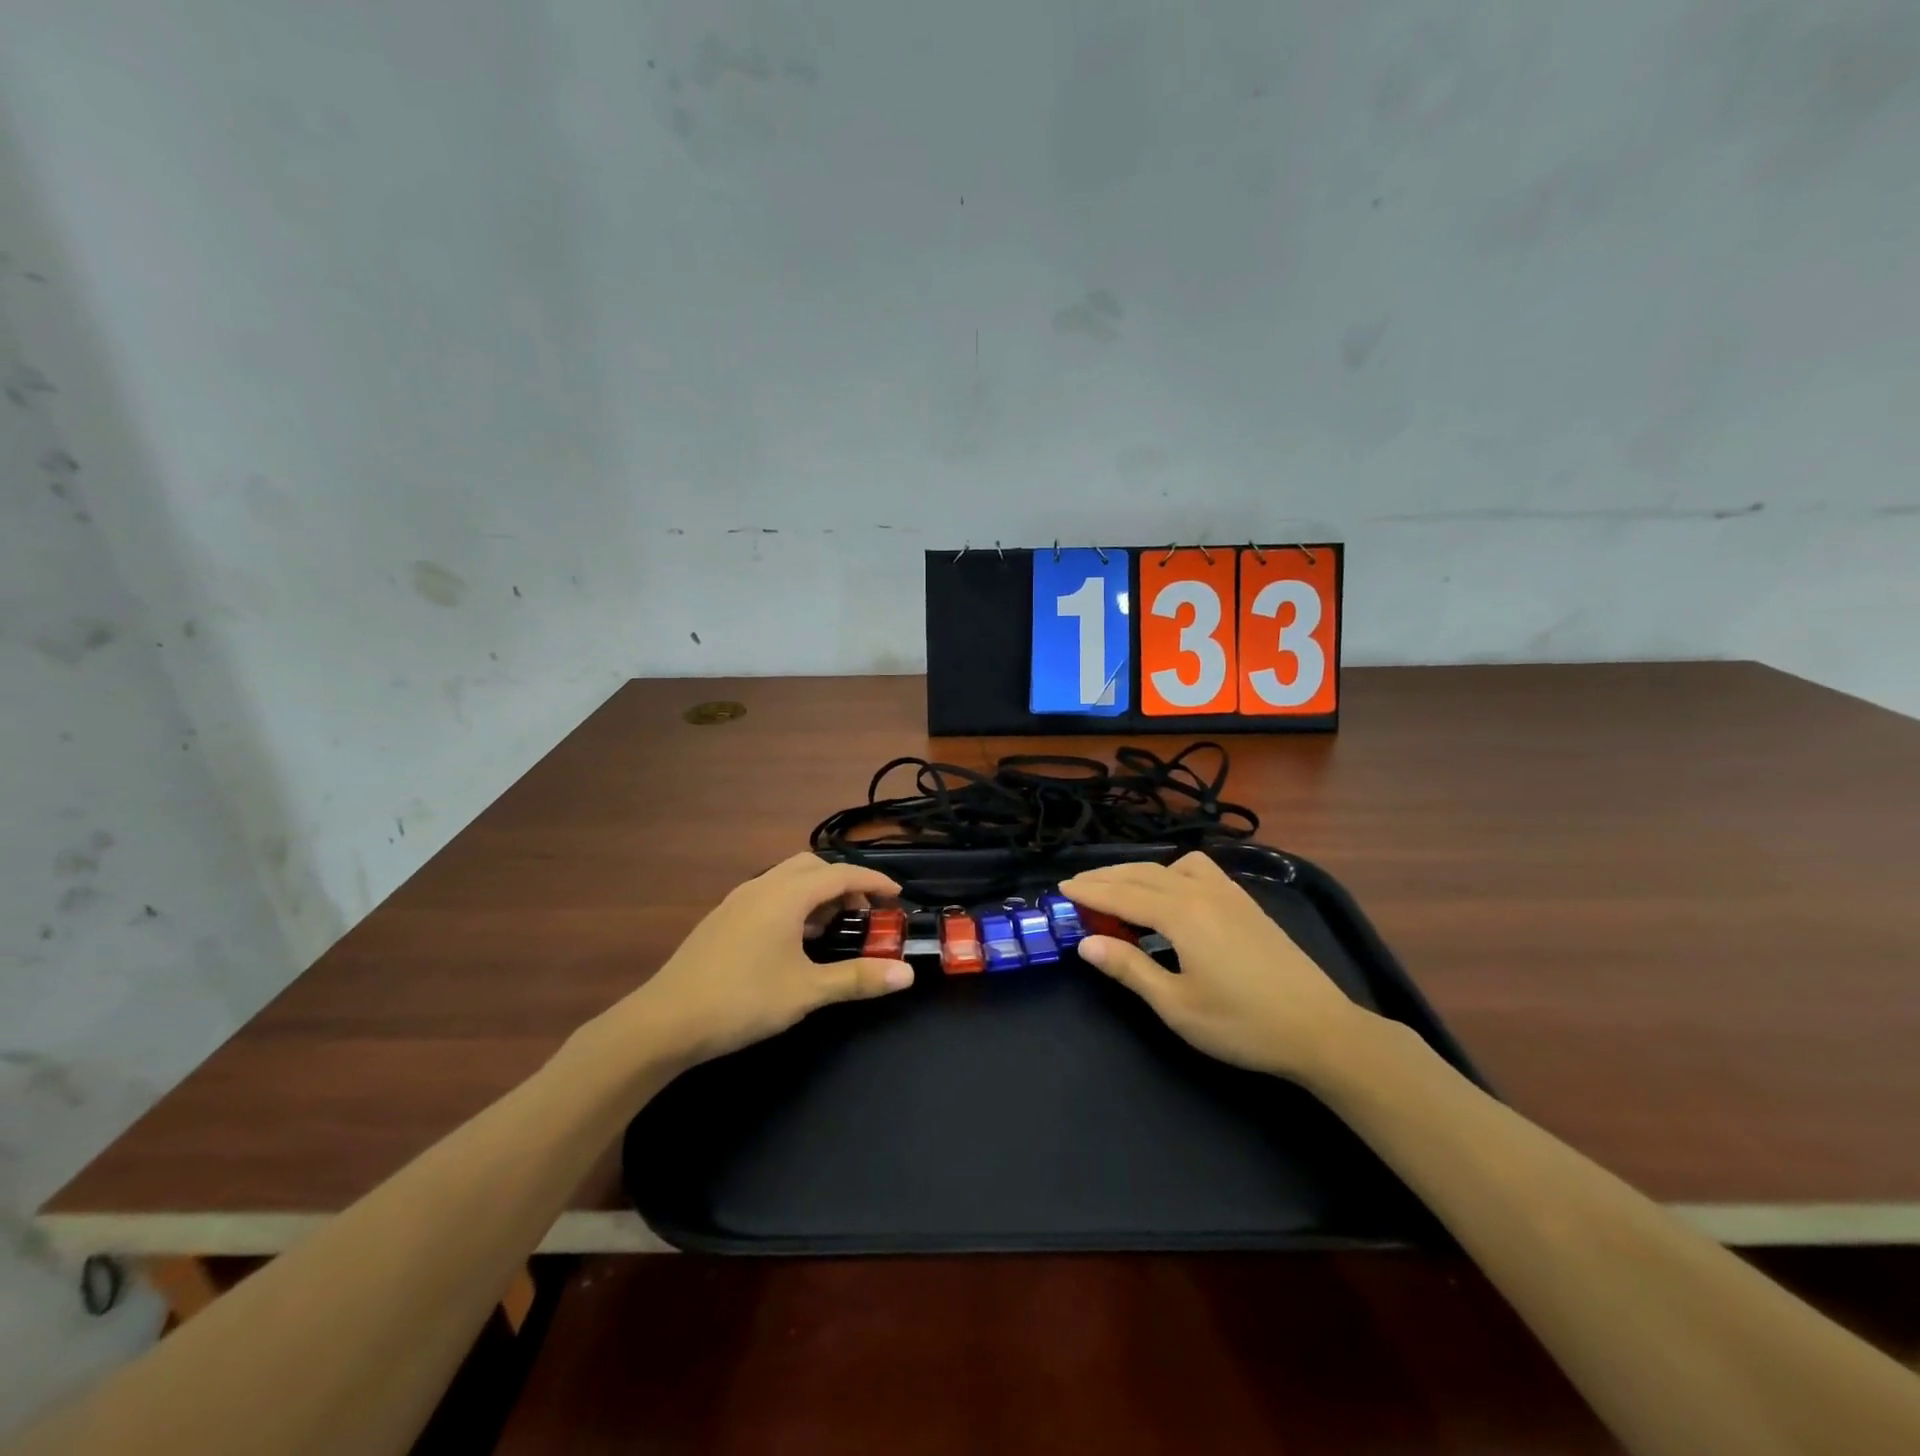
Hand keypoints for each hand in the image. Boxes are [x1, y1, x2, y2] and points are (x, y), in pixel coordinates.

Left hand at [615, 853, 913, 1068]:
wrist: (665, 1021)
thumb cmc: (742, 1000)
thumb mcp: (807, 992)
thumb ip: (857, 978)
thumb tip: (907, 974)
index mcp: (786, 895)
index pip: (841, 875)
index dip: (873, 882)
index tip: (897, 895)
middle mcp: (762, 886)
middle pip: (813, 867)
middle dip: (844, 883)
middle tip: (863, 913)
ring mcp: (738, 900)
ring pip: (788, 878)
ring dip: (817, 892)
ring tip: (832, 927)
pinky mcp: (723, 917)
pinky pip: (769, 893)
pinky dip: (793, 903)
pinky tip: (794, 939)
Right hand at [1061, 852, 1375, 1084]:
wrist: (1321, 1029)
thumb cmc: (1243, 1024)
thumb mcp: (1177, 1005)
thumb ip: (1130, 969)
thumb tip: (1086, 942)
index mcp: (1182, 915)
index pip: (1123, 894)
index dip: (1089, 891)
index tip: (1061, 888)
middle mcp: (1202, 892)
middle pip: (1143, 873)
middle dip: (1106, 877)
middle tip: (1077, 885)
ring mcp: (1229, 894)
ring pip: (1172, 866)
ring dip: (1138, 871)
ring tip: (1119, 889)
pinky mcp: (1246, 903)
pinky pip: (1199, 871)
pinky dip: (1171, 872)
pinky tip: (1171, 893)